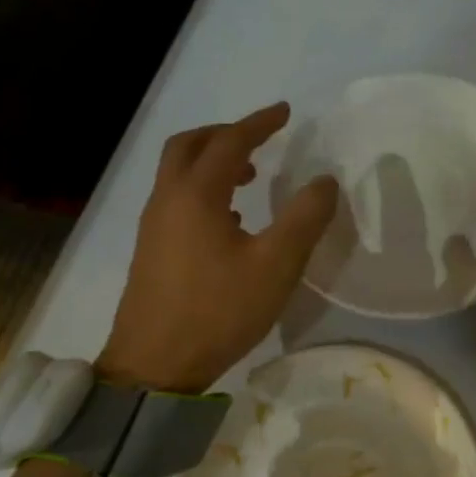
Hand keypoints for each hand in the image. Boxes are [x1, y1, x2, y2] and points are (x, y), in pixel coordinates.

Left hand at [97, 102, 336, 393]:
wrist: (155, 365)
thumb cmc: (218, 311)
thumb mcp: (276, 265)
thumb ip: (304, 218)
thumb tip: (324, 181)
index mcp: (196, 195)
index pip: (230, 142)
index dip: (259, 123)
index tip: (285, 112)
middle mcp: (168, 200)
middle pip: (189, 146)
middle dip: (225, 134)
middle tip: (260, 139)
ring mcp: (154, 226)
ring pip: (178, 173)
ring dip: (212, 162)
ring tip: (250, 178)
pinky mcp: (151, 250)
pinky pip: (176, 198)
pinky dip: (202, 189)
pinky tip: (230, 220)